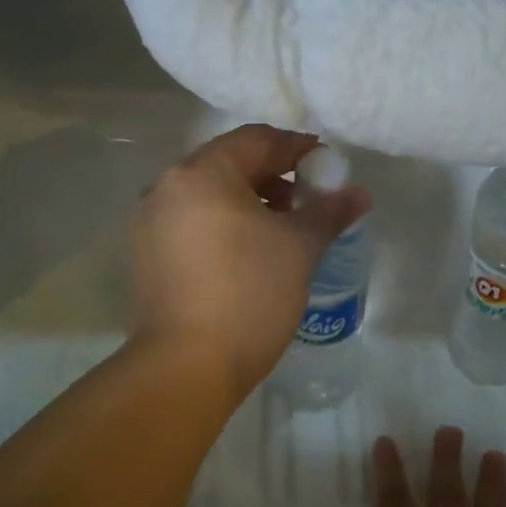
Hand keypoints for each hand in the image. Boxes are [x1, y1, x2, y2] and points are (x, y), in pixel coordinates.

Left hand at [130, 124, 368, 397]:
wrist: (187, 366)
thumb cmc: (249, 294)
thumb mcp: (299, 248)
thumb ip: (329, 212)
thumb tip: (359, 193)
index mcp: (202, 173)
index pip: (257, 140)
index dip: (297, 148)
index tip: (327, 168)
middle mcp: (166, 187)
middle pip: (229, 164)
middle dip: (273, 176)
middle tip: (307, 199)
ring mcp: (149, 222)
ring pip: (208, 195)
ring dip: (248, 201)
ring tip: (282, 229)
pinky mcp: (146, 256)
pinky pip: (191, 222)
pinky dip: (223, 224)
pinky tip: (248, 253)